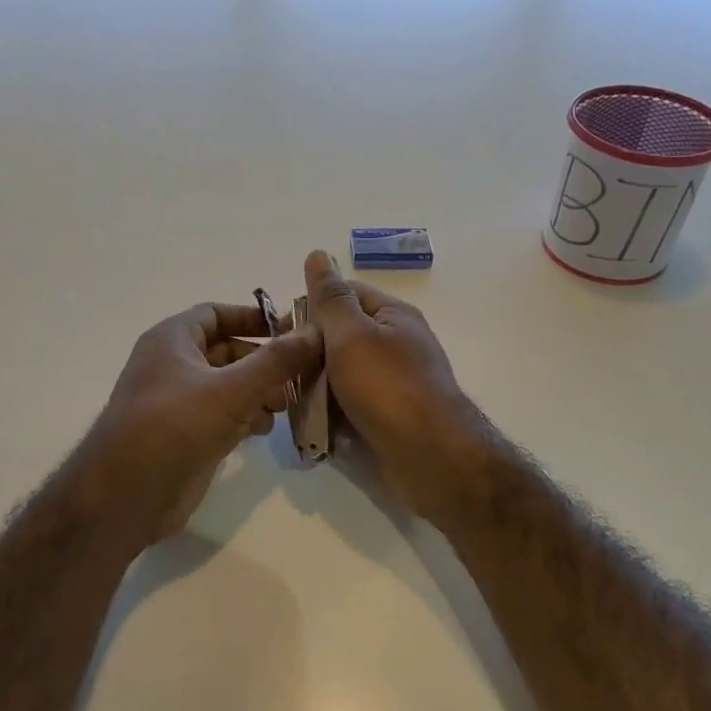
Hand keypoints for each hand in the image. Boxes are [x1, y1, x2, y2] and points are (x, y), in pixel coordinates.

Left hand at [78, 300, 322, 545]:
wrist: (126, 494)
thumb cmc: (174, 426)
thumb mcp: (230, 389)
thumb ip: (275, 361)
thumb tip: (314, 332)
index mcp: (173, 340)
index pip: (216, 313)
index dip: (253, 317)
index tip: (292, 329)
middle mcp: (173, 365)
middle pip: (227, 351)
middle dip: (264, 361)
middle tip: (302, 374)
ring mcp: (179, 403)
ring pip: (228, 385)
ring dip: (260, 391)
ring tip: (289, 404)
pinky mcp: (186, 435)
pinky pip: (223, 414)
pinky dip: (246, 416)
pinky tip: (267, 428)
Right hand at [302, 249, 488, 521]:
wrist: (431, 457)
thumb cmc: (388, 387)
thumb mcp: (351, 334)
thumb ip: (330, 298)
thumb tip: (317, 254)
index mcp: (392, 316)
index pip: (344, 295)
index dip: (311, 307)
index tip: (280, 331)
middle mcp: (395, 345)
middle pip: (339, 339)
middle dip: (308, 355)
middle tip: (280, 372)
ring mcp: (392, 384)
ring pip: (340, 377)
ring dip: (315, 389)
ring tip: (288, 403)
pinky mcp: (387, 418)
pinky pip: (350, 408)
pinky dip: (330, 416)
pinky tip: (310, 427)